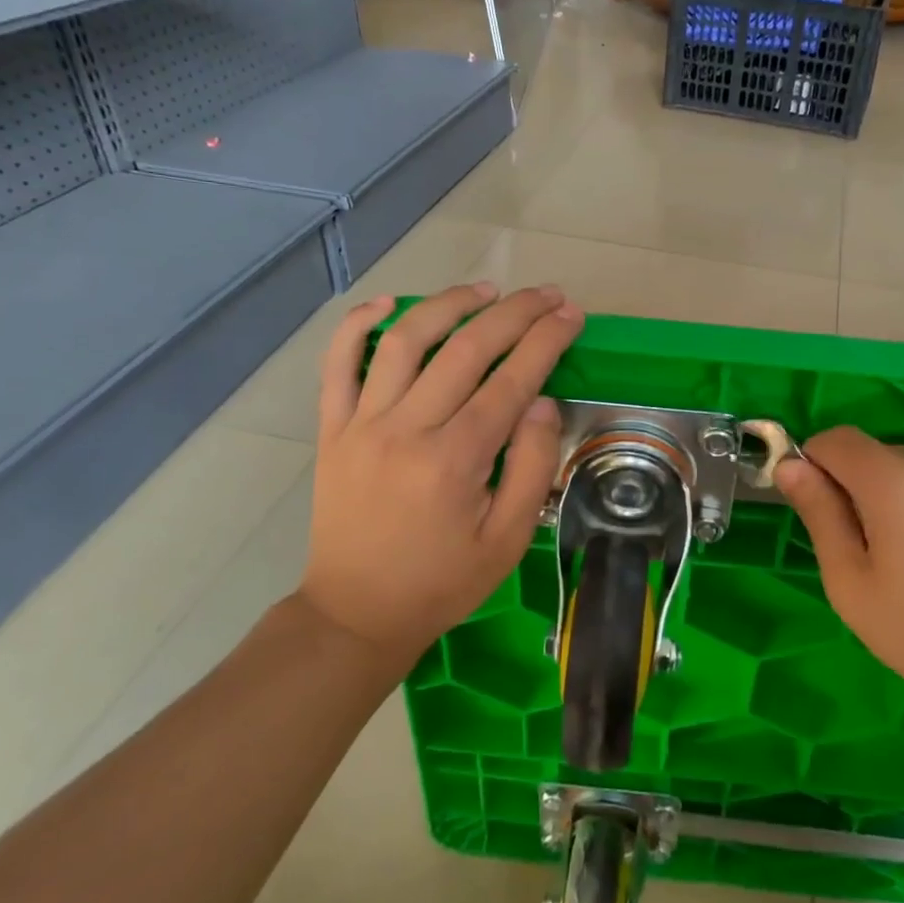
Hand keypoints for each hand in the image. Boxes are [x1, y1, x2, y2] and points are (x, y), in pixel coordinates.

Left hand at [298, 283, 582, 662]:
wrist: (356, 612)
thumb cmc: (442, 582)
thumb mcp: (507, 540)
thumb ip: (531, 467)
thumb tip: (540, 402)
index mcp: (455, 460)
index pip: (511, 379)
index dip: (546, 340)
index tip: (571, 315)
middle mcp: (407, 428)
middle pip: (466, 348)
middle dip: (515, 312)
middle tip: (547, 294)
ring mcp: (362, 423)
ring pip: (405, 340)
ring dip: (449, 304)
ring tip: (486, 289)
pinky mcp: (332, 428)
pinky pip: (337, 364)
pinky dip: (358, 325)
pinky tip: (386, 303)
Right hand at [774, 427, 903, 735]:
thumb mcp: (853, 586)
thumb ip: (820, 515)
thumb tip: (791, 466)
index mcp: (898, 481)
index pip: (837, 439)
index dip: (816, 465)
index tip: (820, 511)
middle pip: (879, 454)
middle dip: (861, 488)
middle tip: (873, 554)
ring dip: (903, 498)